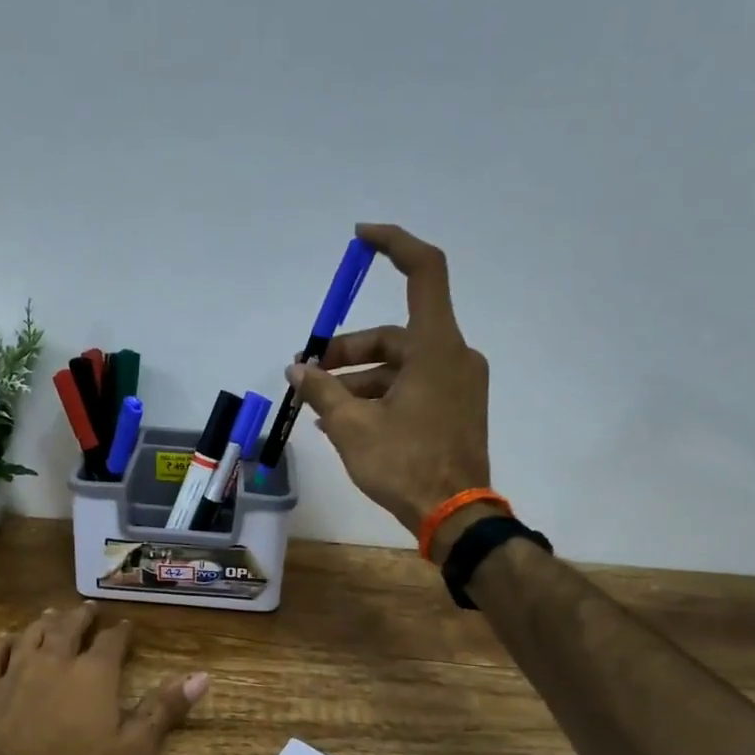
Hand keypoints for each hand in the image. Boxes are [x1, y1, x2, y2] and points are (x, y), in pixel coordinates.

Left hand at [0, 603, 207, 754]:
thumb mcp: (132, 750)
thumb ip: (164, 710)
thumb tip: (201, 676)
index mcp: (94, 673)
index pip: (112, 641)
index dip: (121, 632)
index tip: (127, 626)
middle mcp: (55, 661)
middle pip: (69, 627)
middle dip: (81, 616)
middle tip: (88, 609)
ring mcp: (16, 672)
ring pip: (32, 634)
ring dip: (44, 622)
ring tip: (51, 613)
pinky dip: (1, 643)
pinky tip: (4, 639)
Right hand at [289, 223, 492, 554]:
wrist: (455, 515)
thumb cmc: (404, 465)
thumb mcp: (352, 427)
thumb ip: (322, 390)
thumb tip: (297, 369)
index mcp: (436, 347)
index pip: (425, 271)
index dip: (393, 245)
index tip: (360, 238)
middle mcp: (453, 356)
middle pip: (394, 334)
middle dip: (347, 351)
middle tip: (310, 373)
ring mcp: (457, 383)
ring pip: (399, 365)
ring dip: (358, 379)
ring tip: (319, 406)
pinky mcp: (455, 407)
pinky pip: (411, 386)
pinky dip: (379, 394)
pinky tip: (344, 419)